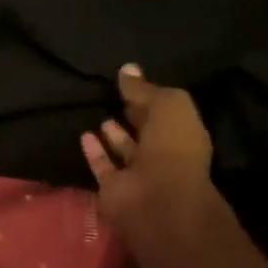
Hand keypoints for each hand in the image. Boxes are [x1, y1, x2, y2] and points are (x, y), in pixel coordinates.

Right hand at [80, 64, 214, 238]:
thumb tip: (126, 69)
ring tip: (101, 116)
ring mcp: (138, 174)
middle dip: (134, 116)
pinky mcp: (114, 188)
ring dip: (115, 135)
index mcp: (183, 135)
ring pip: (125, 151)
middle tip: (115, 97)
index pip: (166, 112)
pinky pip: (103, 166)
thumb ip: (146, 89)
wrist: (155, 198)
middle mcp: (163, 155)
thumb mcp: (167, 105)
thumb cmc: (172, 147)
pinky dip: (95, 152)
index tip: (130, 81)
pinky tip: (84, 135)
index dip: (150, 97)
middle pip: (146, 132)